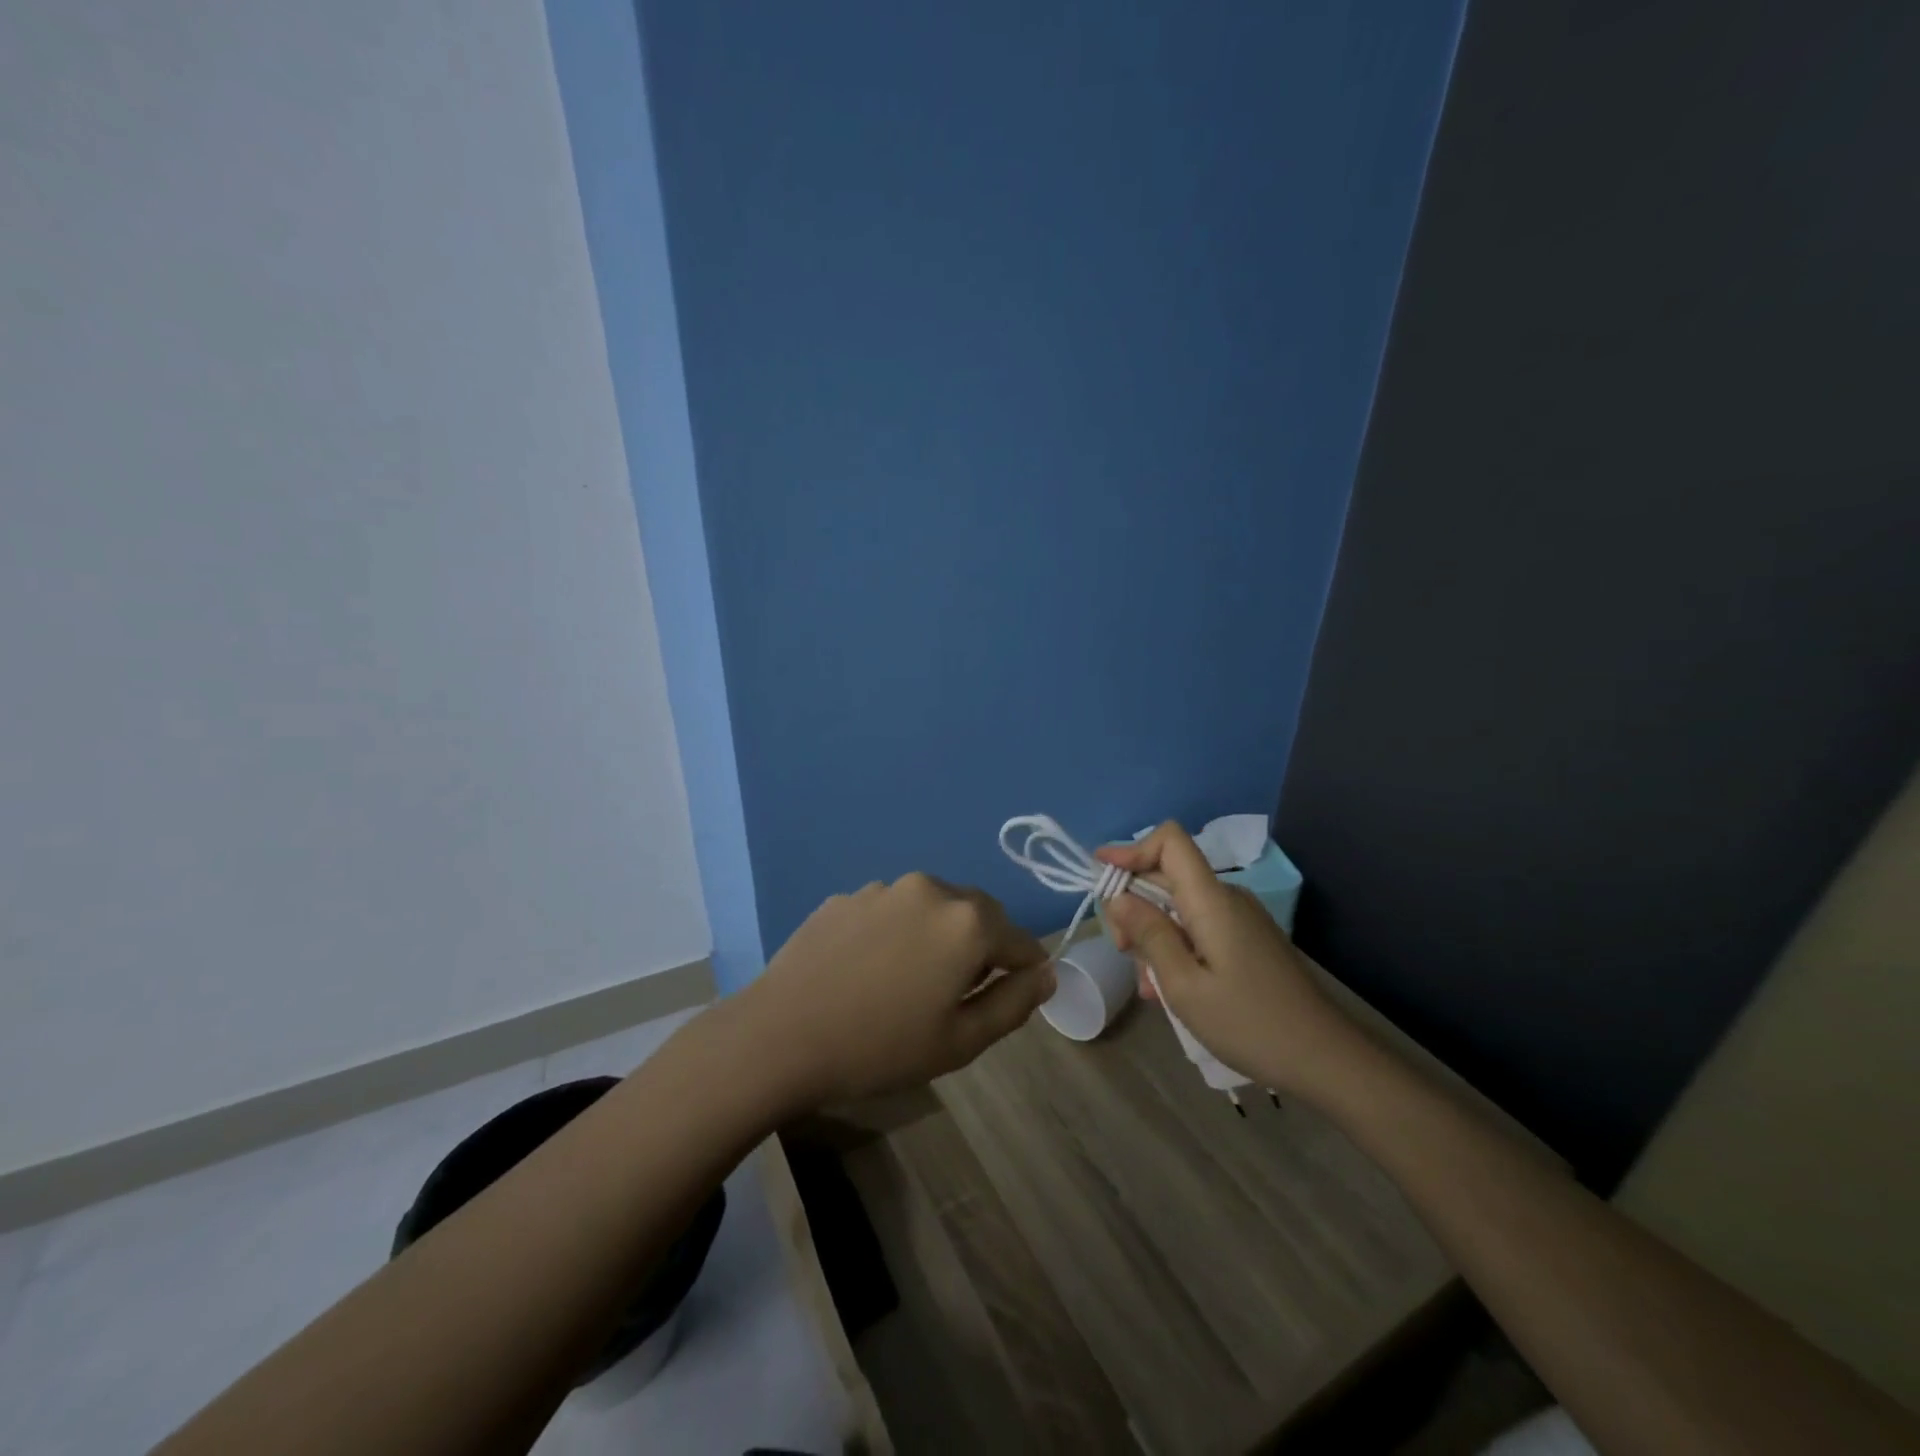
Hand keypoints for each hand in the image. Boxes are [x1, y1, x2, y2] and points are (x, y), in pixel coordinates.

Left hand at [736, 872, 1053, 1107]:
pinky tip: (869, 970)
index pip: (1019, 939)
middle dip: (982, 946)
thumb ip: (1014, 1003)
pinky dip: (896, 932)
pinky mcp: (845, 897)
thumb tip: (1046, 974)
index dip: (1026, 968)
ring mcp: (882, 888)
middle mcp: (929, 889)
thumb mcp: (961, 1040)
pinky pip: (889, 911)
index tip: (1017, 994)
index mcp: (966, 921)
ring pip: (931, 908)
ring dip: (937, 935)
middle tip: (960, 993)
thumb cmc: (881, 1046)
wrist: (780, 1036)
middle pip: (977, 914)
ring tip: (909, 981)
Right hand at [1098, 823, 1359, 1096]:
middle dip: (1134, 906)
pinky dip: (1175, 947)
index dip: (1131, 850)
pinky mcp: (1246, 940)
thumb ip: (1149, 934)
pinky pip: (1198, 927)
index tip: (1102, 879)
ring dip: (1153, 935)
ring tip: (1149, 986)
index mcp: (1211, 900)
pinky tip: (1169, 989)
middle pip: (1167, 876)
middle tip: (1122, 952)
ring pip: (1178, 906)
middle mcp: (1226, 898)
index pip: (1170, 841)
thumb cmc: (1249, 1023)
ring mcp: (1239, 919)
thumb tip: (1119, 896)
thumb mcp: (1183, 985)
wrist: (1326, 1059)